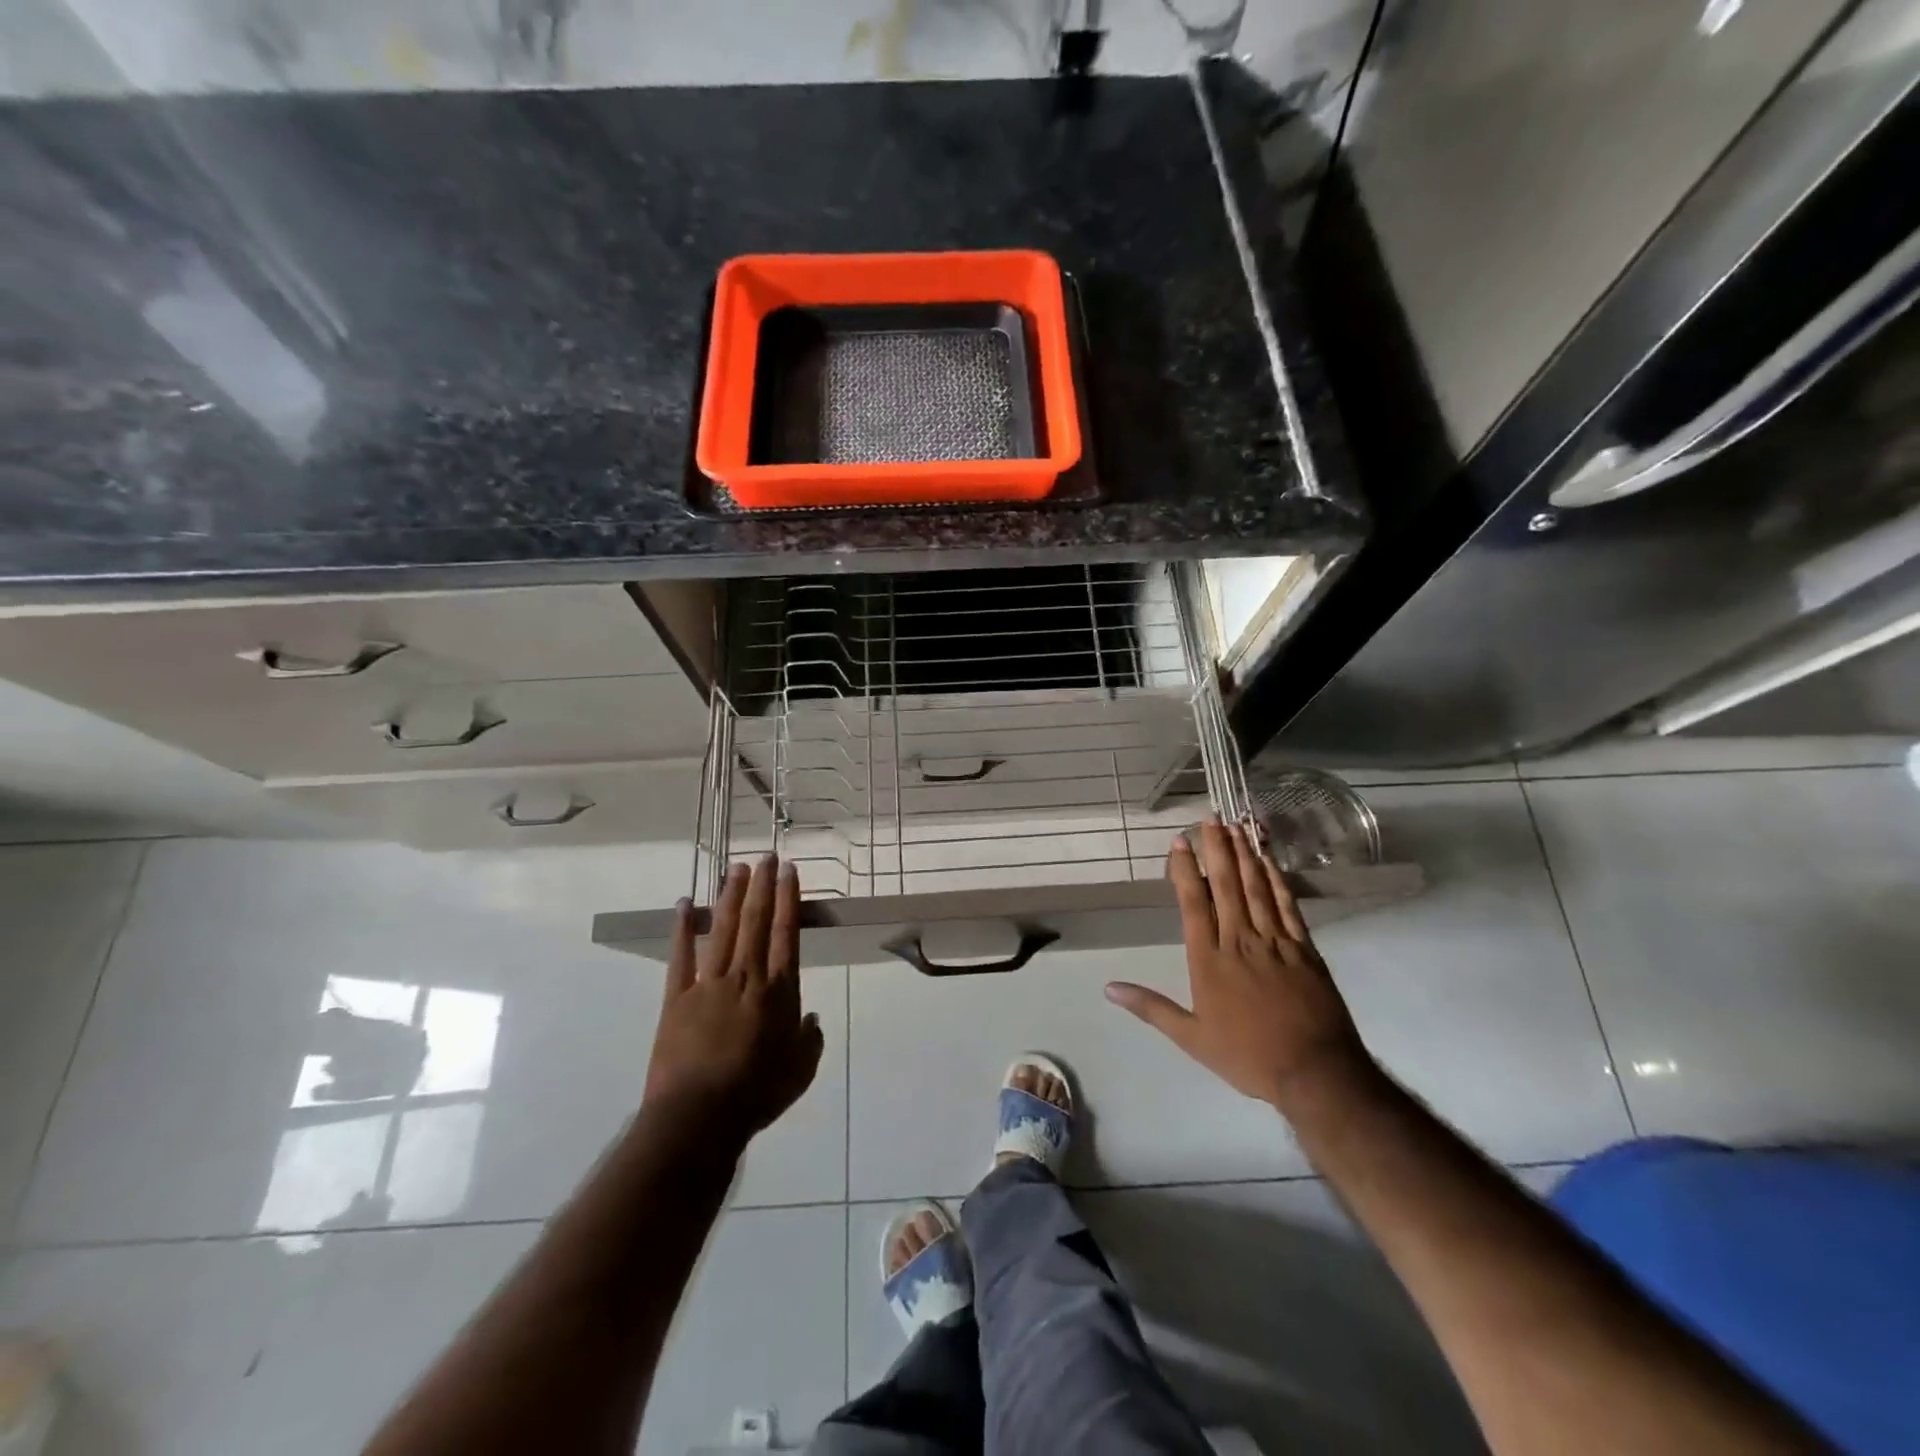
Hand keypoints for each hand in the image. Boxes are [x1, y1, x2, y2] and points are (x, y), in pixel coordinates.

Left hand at [643, 855, 823, 1140]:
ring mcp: (710, 984)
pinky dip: (683, 928)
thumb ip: (810, 1042)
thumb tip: (813, 1019)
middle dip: (763, 886)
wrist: (699, 1117)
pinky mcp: (678, 997)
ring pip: (724, 929)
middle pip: (757, 922)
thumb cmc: (756, 1095)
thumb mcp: (799, 1073)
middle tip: (767, 856)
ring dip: (732, 896)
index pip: (787, 934)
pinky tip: (685, 903)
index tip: (790, 872)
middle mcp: (747, 977)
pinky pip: (681, 956)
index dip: (789, 899)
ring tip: (737, 868)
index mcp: (779, 992)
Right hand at [1105, 819, 1374, 1109]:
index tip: (1180, 842)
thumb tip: (1109, 988)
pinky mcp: (1305, 948)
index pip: (1193, 903)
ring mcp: (1275, 941)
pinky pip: (1288, 906)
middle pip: (1225, 885)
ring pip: (1256, 888)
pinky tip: (1269, 861)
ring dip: (1245, 855)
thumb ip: (1151, 1007)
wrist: (1315, 1073)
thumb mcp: (1191, 1038)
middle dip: (1217, 849)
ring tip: (1236, 827)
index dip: (1185, 870)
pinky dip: (1277, 880)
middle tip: (1210, 819)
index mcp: (1209, 960)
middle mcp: (1239, 941)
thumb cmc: (1247, 1056)